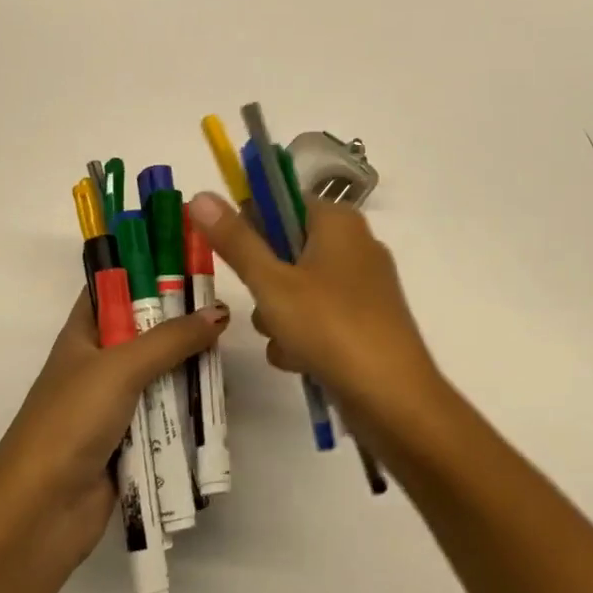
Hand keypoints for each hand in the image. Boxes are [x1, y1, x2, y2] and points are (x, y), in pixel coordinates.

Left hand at [0, 288, 227, 576]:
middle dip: (180, 322)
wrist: (40, 513)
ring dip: (189, 367)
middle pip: (145, 331)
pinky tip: (219, 399)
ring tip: (230, 354)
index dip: (145, 270)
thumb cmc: (70, 422)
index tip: (188, 259)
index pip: (113, 288)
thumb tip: (219, 312)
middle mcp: (97, 364)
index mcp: (81, 336)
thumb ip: (172, 339)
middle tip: (224, 310)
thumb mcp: (120, 368)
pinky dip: (188, 407)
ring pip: (160, 374)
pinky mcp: (129, 440)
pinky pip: (165, 414)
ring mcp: (113, 404)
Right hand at [186, 192, 445, 453]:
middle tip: (263, 304)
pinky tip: (298, 360)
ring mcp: (363, 285)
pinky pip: (318, 317)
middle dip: (264, 282)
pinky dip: (303, 336)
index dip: (250, 224)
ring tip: (283, 339)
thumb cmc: (330, 327)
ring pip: (298, 288)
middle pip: (287, 248)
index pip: (282, 201)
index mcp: (339, 221)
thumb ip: (235, 240)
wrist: (392, 397)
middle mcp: (355, 244)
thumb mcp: (272, 283)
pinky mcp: (365, 321)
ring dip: (278, 315)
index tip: (232, 255)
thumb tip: (200, 195)